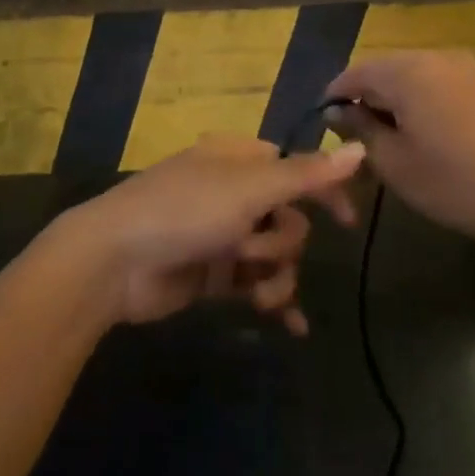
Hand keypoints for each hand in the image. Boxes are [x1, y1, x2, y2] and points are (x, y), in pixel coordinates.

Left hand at [60, 136, 363, 331]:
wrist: (114, 262)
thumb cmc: (184, 211)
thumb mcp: (250, 189)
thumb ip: (307, 175)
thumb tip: (360, 149)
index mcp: (238, 158)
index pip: (295, 168)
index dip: (323, 191)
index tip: (348, 222)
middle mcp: (232, 192)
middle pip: (288, 217)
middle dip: (283, 243)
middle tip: (255, 253)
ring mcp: (221, 234)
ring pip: (274, 254)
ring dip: (276, 277)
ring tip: (261, 297)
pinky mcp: (212, 273)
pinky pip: (255, 284)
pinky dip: (273, 301)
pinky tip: (293, 326)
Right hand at [325, 52, 474, 258]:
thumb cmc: (450, 183)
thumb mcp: (392, 161)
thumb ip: (359, 128)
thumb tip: (335, 111)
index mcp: (406, 71)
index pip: (355, 72)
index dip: (335, 96)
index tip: (324, 123)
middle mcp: (433, 56)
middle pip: (383, 68)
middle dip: (365, 96)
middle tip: (353, 134)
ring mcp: (461, 66)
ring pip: (410, 73)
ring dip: (392, 97)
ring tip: (386, 135)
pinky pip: (435, 80)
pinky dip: (418, 98)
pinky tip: (420, 130)